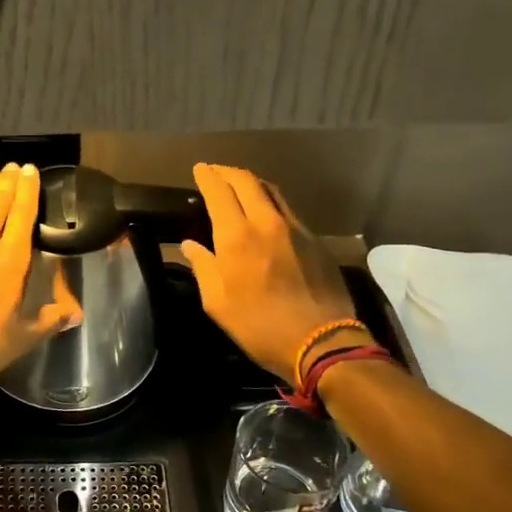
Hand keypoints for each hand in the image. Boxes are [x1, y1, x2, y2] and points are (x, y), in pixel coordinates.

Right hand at [180, 163, 356, 382]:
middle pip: (247, 181)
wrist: (322, 341)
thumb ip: (203, 267)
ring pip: (270, 191)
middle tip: (215, 172)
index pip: (219, 192)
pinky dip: (270, 202)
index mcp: (236, 236)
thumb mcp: (217, 303)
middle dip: (227, 172)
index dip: (207, 177)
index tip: (199, 169)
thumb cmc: (259, 326)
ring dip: (251, 183)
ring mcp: (295, 228)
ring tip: (238, 186)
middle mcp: (266, 222)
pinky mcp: (314, 240)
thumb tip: (190, 246)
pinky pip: (287, 209)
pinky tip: (265, 213)